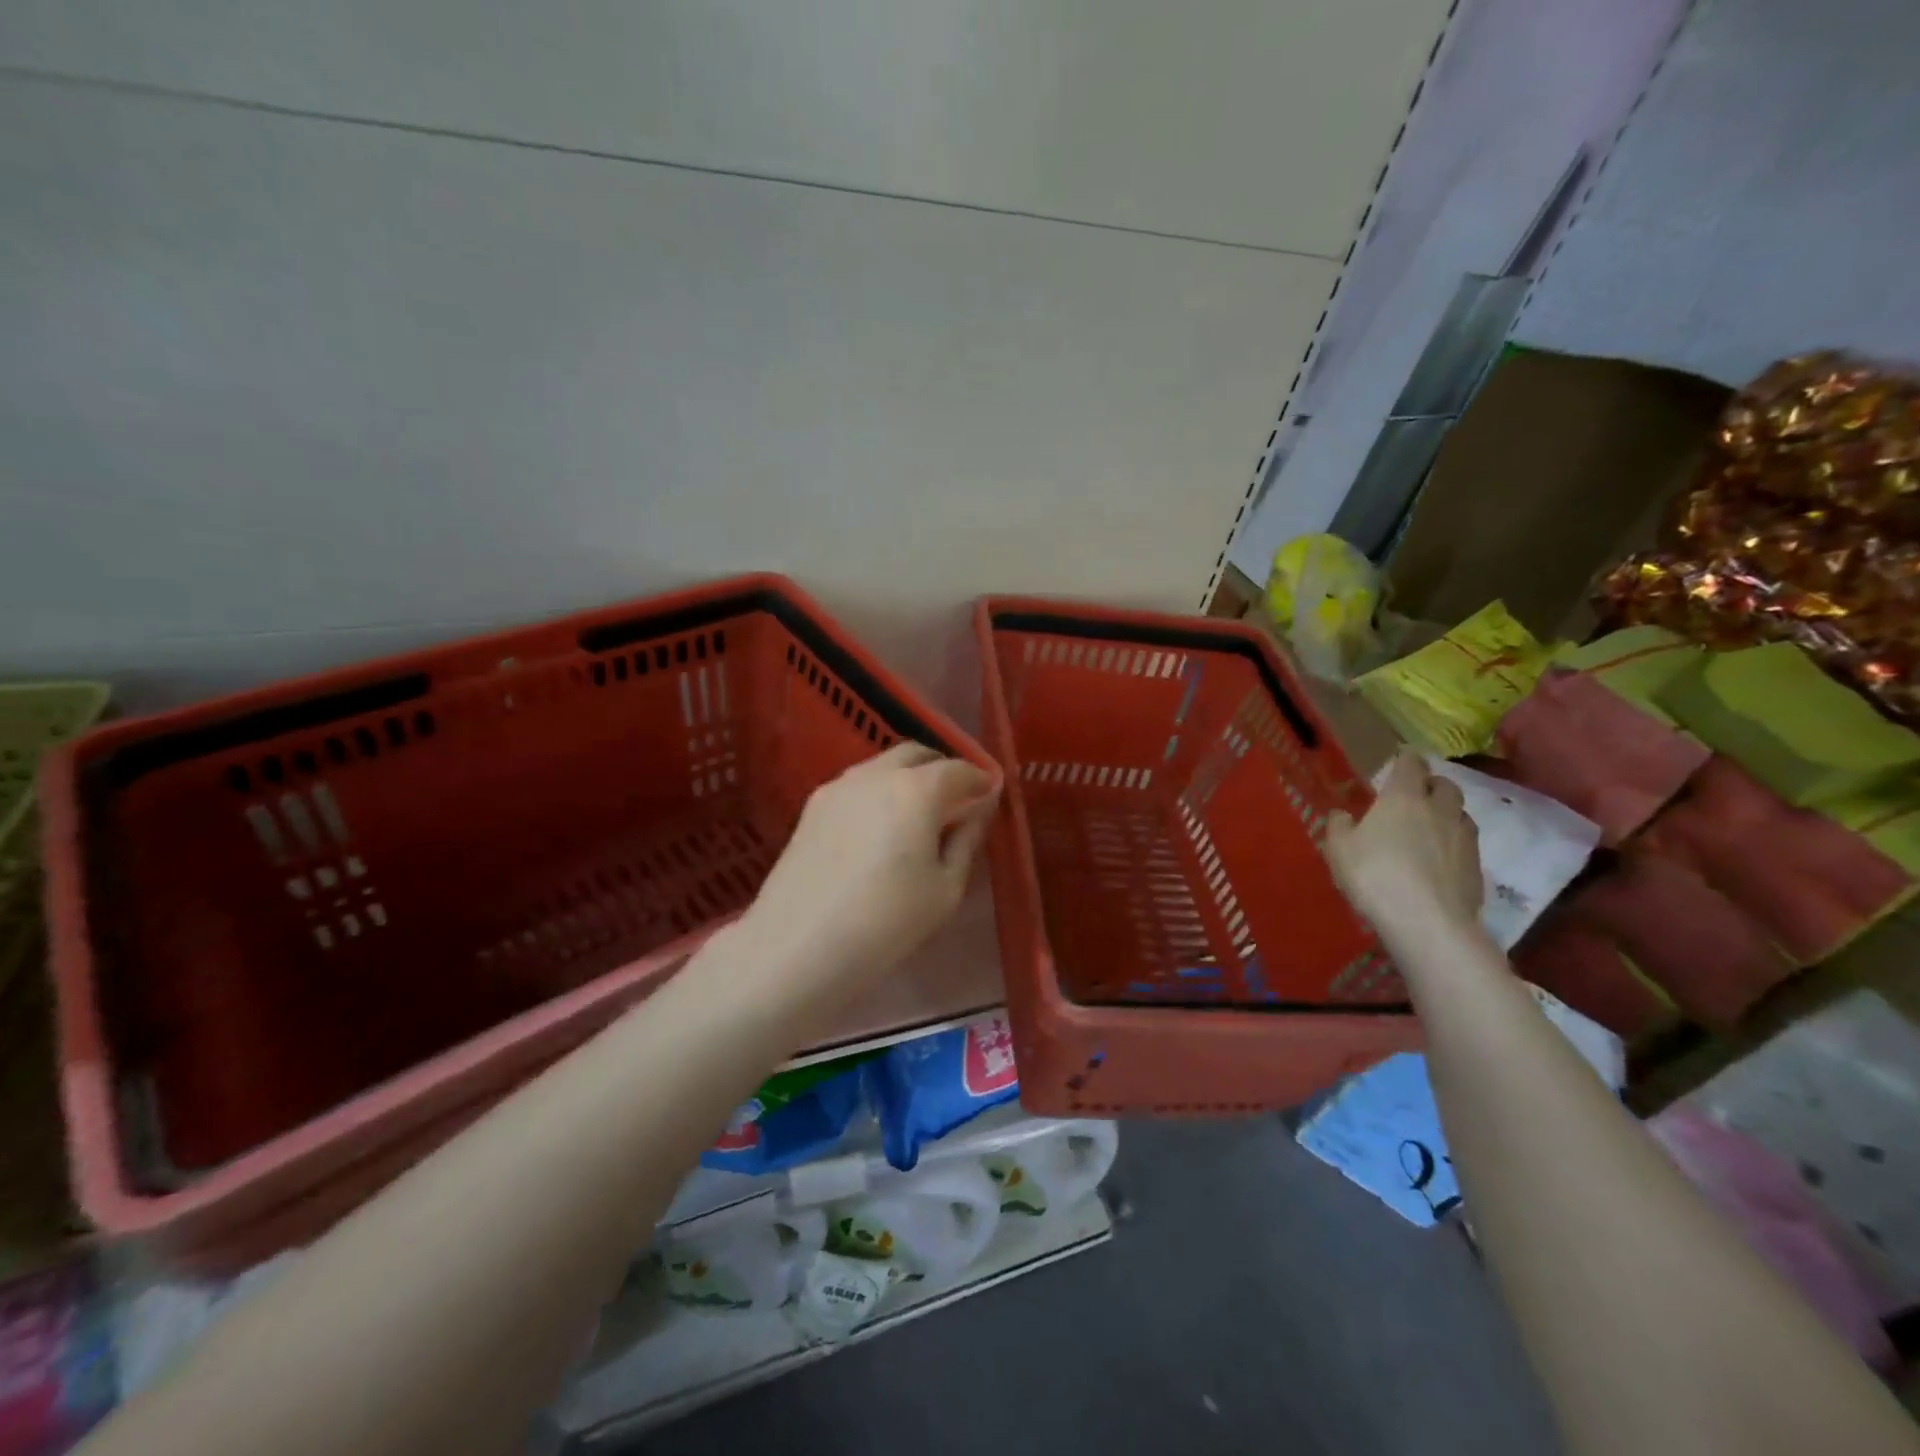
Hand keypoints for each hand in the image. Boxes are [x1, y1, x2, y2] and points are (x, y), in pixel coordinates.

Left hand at [732, 742, 999, 1011]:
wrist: (797, 946)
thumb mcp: (945, 889)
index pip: (958, 769)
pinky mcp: (812, 807)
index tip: (991, 794)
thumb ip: (967, 840)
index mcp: (916, 789)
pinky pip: (857, 785)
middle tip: (957, 799)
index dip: (979, 780)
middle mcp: (876, 774)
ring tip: (918, 815)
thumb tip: (979, 809)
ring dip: (907, 778)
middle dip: (941, 769)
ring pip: (882, 766)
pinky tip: (880, 827)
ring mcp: (838, 787)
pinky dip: (879, 792)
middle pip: (916, 754)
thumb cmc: (886, 922)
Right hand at [1325, 750, 1483, 950]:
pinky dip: (1454, 846)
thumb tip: (1343, 814)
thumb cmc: (1375, 875)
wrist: (1427, 923)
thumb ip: (1340, 826)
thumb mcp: (1339, 849)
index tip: (1400, 760)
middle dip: (1432, 785)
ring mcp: (1464, 839)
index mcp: (1404, 797)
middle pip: (1445, 785)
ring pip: (1461, 814)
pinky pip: (1466, 846)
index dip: (1406, 759)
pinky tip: (1439, 863)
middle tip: (1415, 797)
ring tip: (1429, 830)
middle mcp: (1439, 810)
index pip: (1411, 764)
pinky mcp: (1477, 868)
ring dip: (1447, 815)